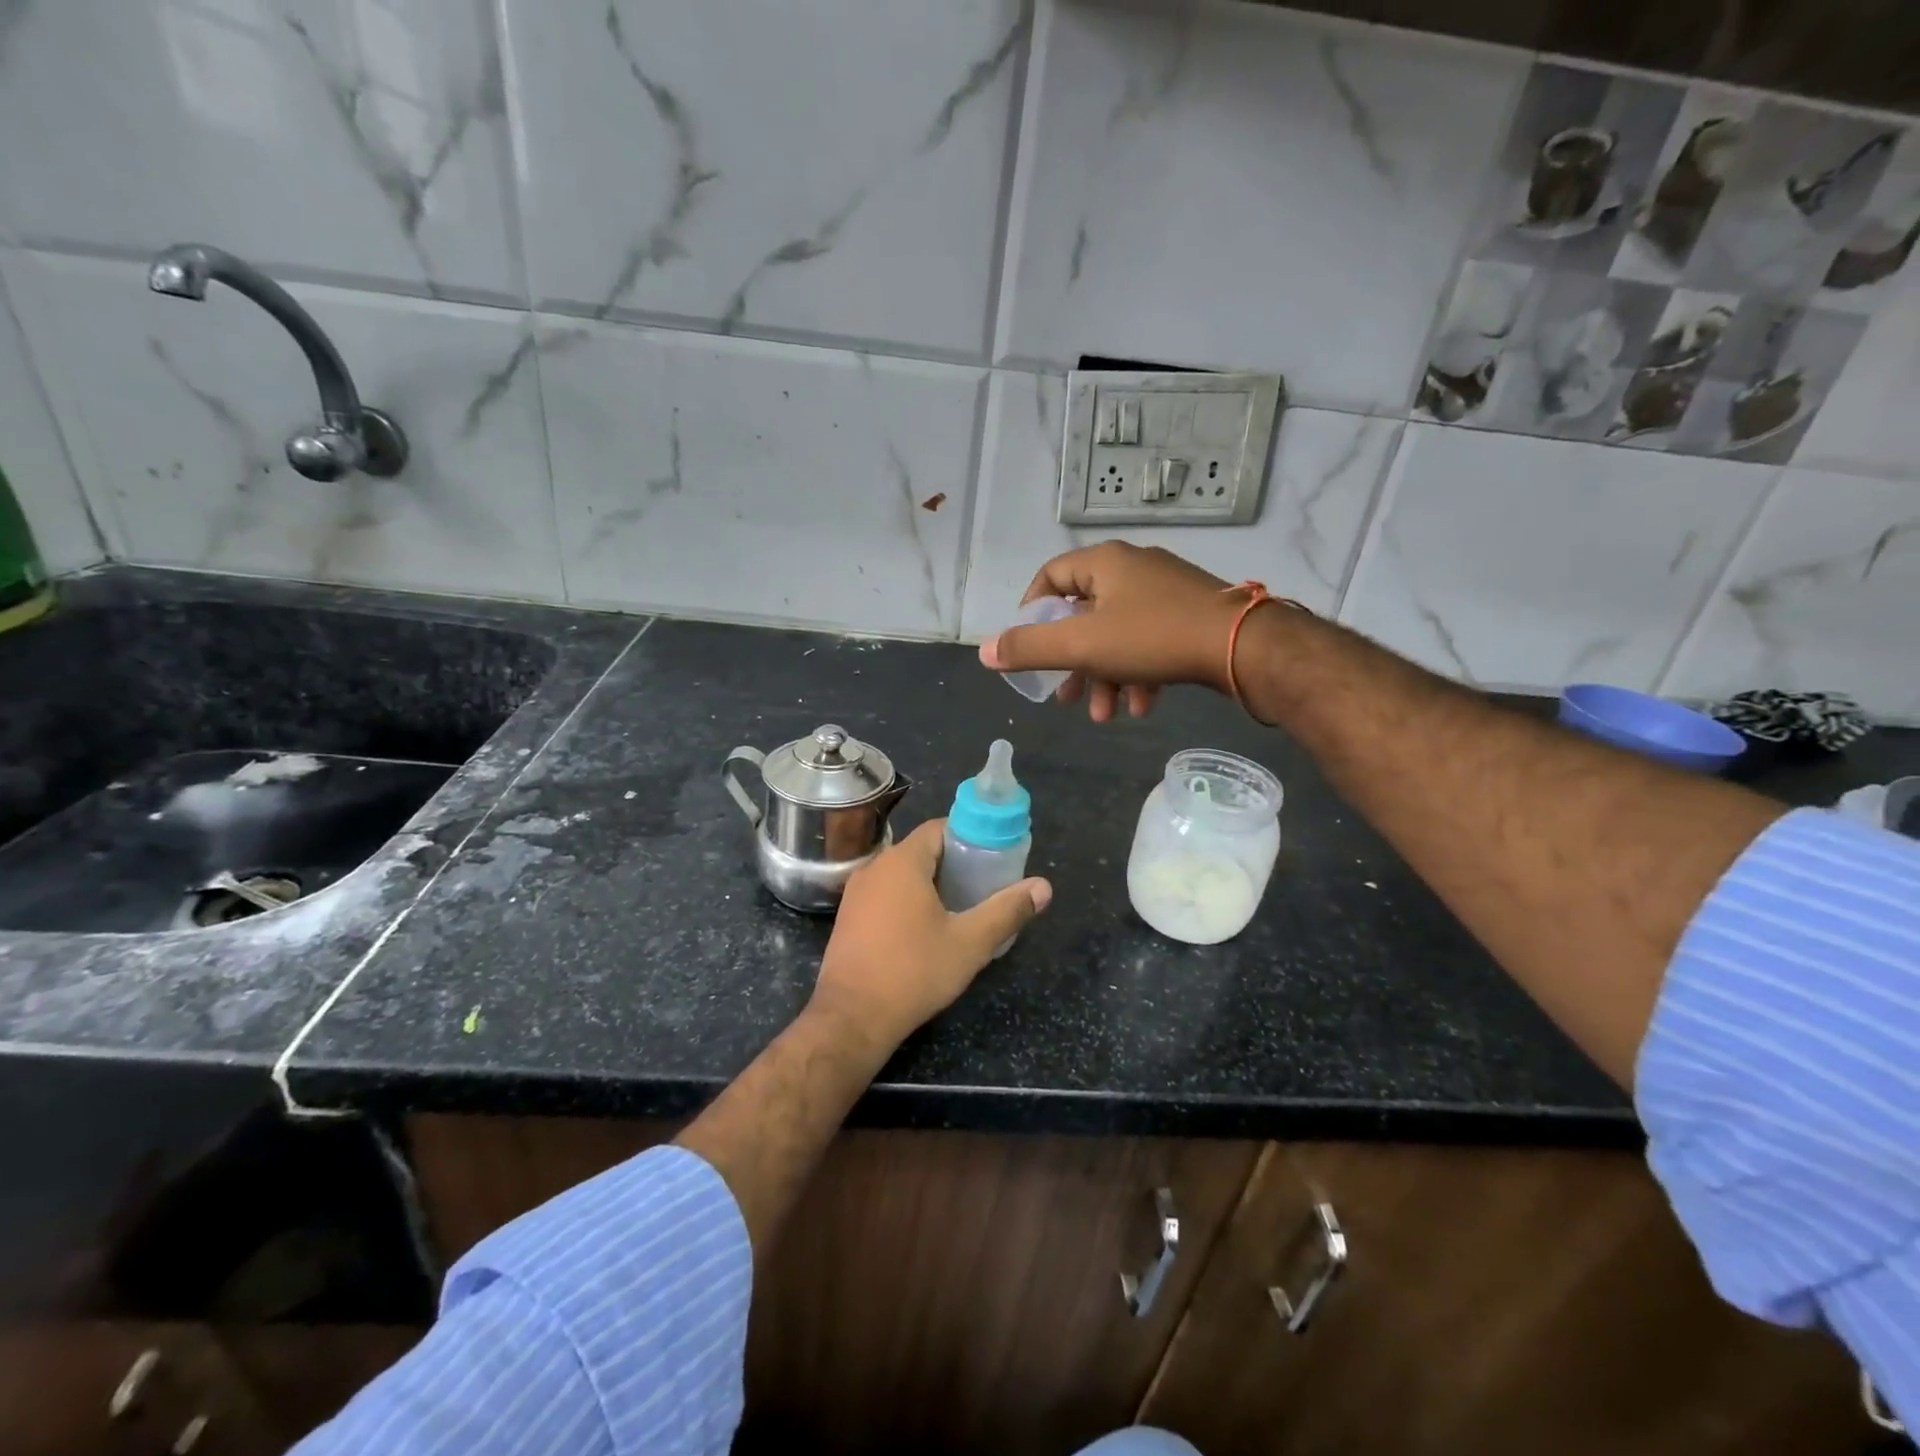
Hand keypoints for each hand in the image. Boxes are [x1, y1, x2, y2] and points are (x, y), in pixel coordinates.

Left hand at [811, 820, 1051, 1047]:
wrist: (852, 1017)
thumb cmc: (913, 972)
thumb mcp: (970, 943)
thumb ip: (1007, 910)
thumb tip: (1044, 887)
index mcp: (902, 862)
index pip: (938, 828)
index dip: (968, 837)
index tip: (992, 857)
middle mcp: (874, 868)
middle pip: (920, 850)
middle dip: (953, 862)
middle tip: (982, 885)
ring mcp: (856, 893)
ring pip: (901, 874)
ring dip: (929, 883)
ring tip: (959, 907)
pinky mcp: (848, 918)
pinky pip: (884, 894)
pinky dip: (906, 900)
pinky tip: (924, 928)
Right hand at [977, 543, 1239, 720]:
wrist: (1243, 646)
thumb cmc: (1152, 637)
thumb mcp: (1081, 646)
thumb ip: (1029, 649)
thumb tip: (983, 652)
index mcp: (1103, 564)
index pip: (1050, 577)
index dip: (1031, 613)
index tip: (1029, 649)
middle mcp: (1132, 569)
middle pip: (1084, 615)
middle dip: (1073, 664)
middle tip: (1067, 699)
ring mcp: (1165, 591)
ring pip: (1117, 635)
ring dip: (1106, 677)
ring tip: (1106, 716)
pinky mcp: (1190, 615)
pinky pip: (1150, 643)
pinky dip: (1138, 674)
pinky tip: (1141, 706)